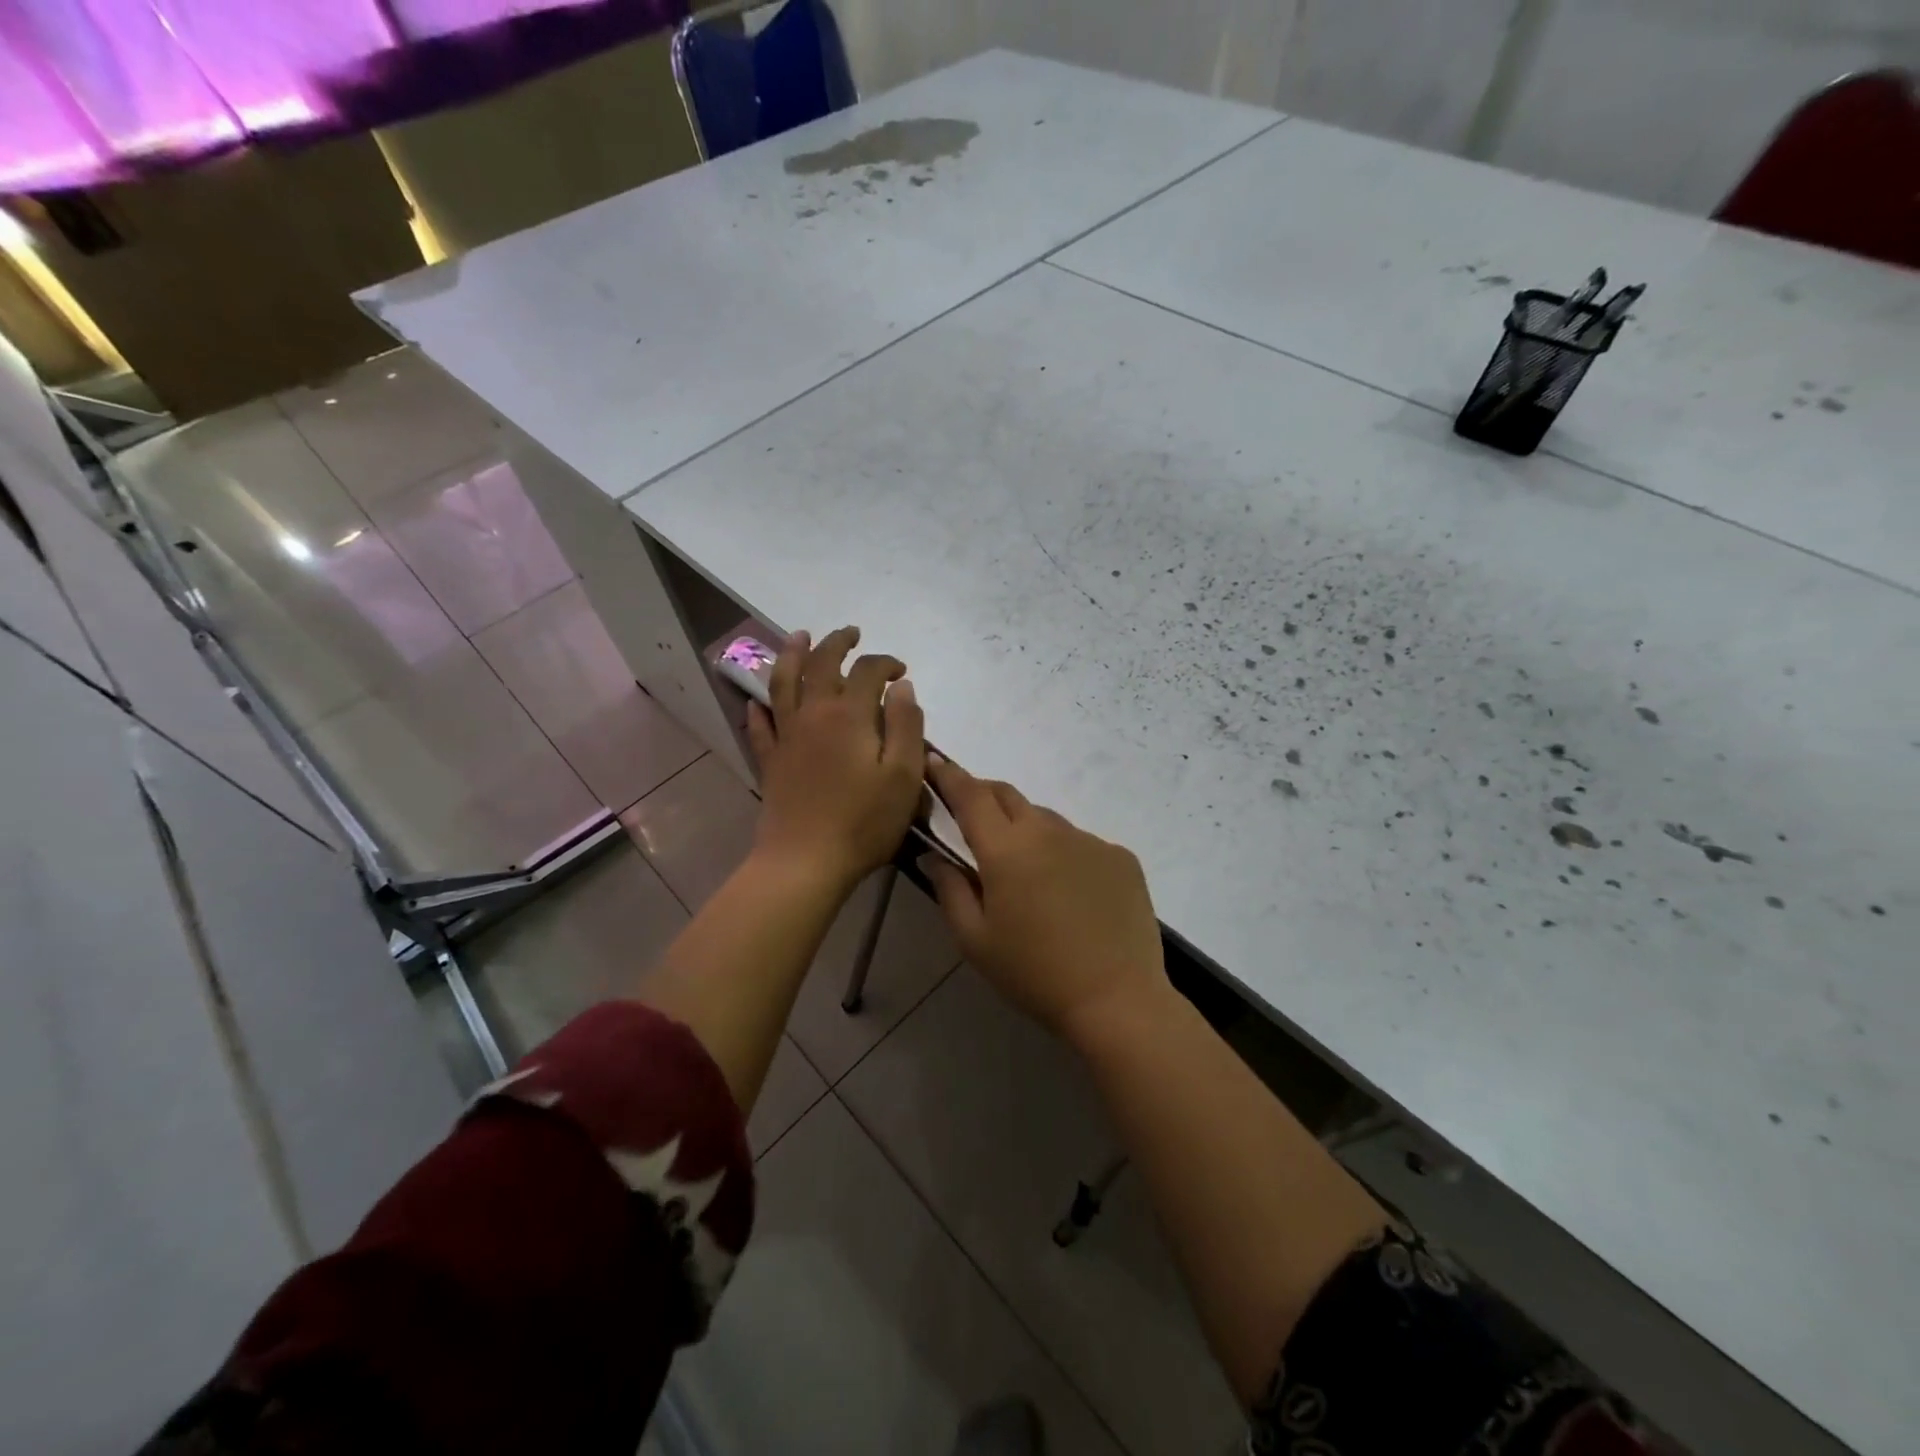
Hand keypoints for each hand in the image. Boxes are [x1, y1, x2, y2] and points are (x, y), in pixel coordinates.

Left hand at [746, 626, 925, 894]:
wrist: (805, 861)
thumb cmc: (864, 821)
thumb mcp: (904, 775)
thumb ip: (906, 725)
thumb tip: (901, 687)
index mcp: (850, 716)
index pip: (868, 672)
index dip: (886, 663)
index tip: (902, 671)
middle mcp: (813, 715)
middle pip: (822, 665)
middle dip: (838, 644)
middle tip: (851, 633)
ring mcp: (786, 737)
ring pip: (784, 683)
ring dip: (793, 655)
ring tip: (799, 636)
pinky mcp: (770, 762)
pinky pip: (760, 725)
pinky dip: (759, 708)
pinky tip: (757, 700)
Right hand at [921, 757, 1170, 1043]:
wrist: (1117, 1000)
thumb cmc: (1034, 974)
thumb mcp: (976, 940)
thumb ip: (949, 889)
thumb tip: (934, 855)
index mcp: (1006, 849)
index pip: (970, 795)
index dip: (949, 775)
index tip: (935, 762)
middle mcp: (1048, 831)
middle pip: (1008, 796)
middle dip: (983, 795)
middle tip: (971, 817)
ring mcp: (1089, 840)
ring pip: (1046, 820)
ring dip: (1026, 831)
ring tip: (1026, 872)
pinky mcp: (1120, 857)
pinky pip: (1081, 843)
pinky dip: (1064, 854)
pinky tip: (1070, 893)